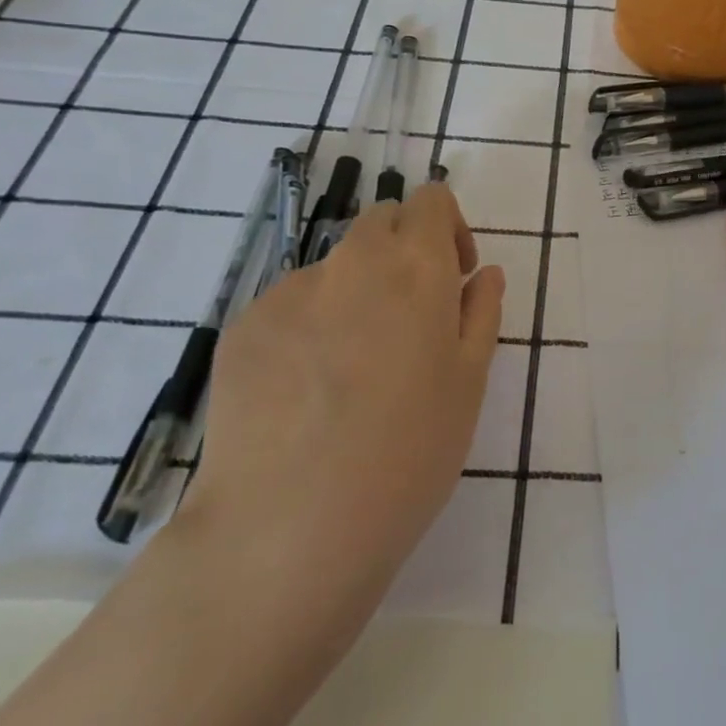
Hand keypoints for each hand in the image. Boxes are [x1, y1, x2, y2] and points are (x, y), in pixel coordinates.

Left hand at [179, 182, 505, 616]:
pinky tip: (307, 391)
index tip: (454, 277)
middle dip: (403, 251)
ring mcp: (289, 291)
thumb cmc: (409, 451)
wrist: (289, 526)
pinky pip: (290, 305)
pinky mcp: (242, 327)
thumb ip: (481, 313)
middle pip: (380, 222)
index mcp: (416, 266)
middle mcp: (352, 261)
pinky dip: (309, 325)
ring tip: (354, 369)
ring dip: (356, 291)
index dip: (447, 228)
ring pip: (335, 267)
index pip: (430, 200)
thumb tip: (483, 274)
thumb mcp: (469, 382)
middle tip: (411, 318)